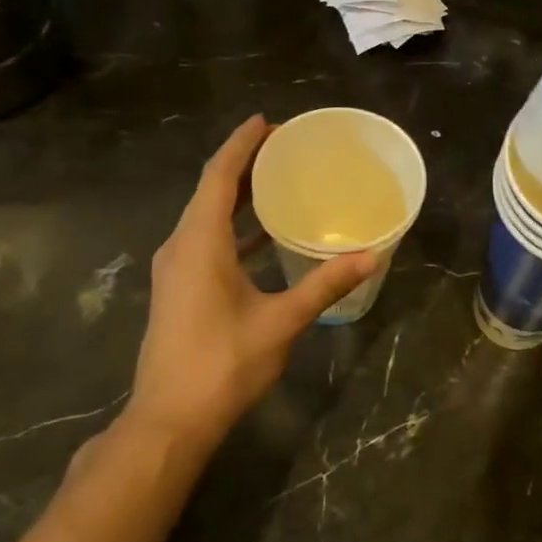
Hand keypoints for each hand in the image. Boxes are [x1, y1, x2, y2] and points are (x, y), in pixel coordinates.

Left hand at [124, 116, 376, 447]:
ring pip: (206, 216)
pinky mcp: (179, 289)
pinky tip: (262, 236)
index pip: (219, 177)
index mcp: (200, 242)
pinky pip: (206, 240)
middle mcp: (181, 246)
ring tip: (277, 181)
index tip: (266, 121)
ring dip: (238, 195)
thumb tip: (371, 255)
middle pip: (210, 191)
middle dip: (244, 164)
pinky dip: (233, 227)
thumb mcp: (282, 321)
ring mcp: (176, 270)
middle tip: (283, 147)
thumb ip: (325, 285)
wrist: (170, 420)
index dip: (241, 144)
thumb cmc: (224, 363)